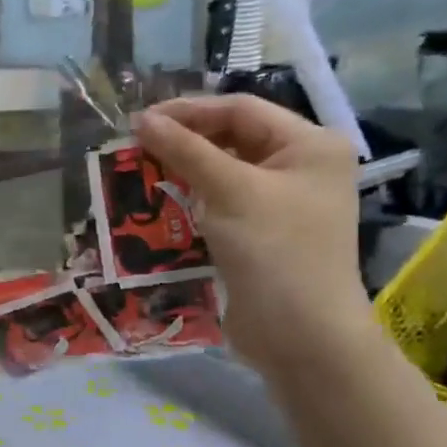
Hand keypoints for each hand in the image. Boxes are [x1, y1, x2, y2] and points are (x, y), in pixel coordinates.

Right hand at [134, 94, 369, 371]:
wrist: (301, 336)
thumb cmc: (273, 251)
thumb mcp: (228, 191)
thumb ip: (184, 150)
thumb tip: (141, 119)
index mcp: (310, 145)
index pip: (240, 110)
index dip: (188, 111)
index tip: (139, 121)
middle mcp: (301, 166)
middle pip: (233, 136)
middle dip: (184, 139)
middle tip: (135, 144)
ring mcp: (283, 201)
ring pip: (224, 168)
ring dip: (183, 167)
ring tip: (140, 168)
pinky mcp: (262, 230)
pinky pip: (222, 198)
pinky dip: (192, 195)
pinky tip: (160, 199)